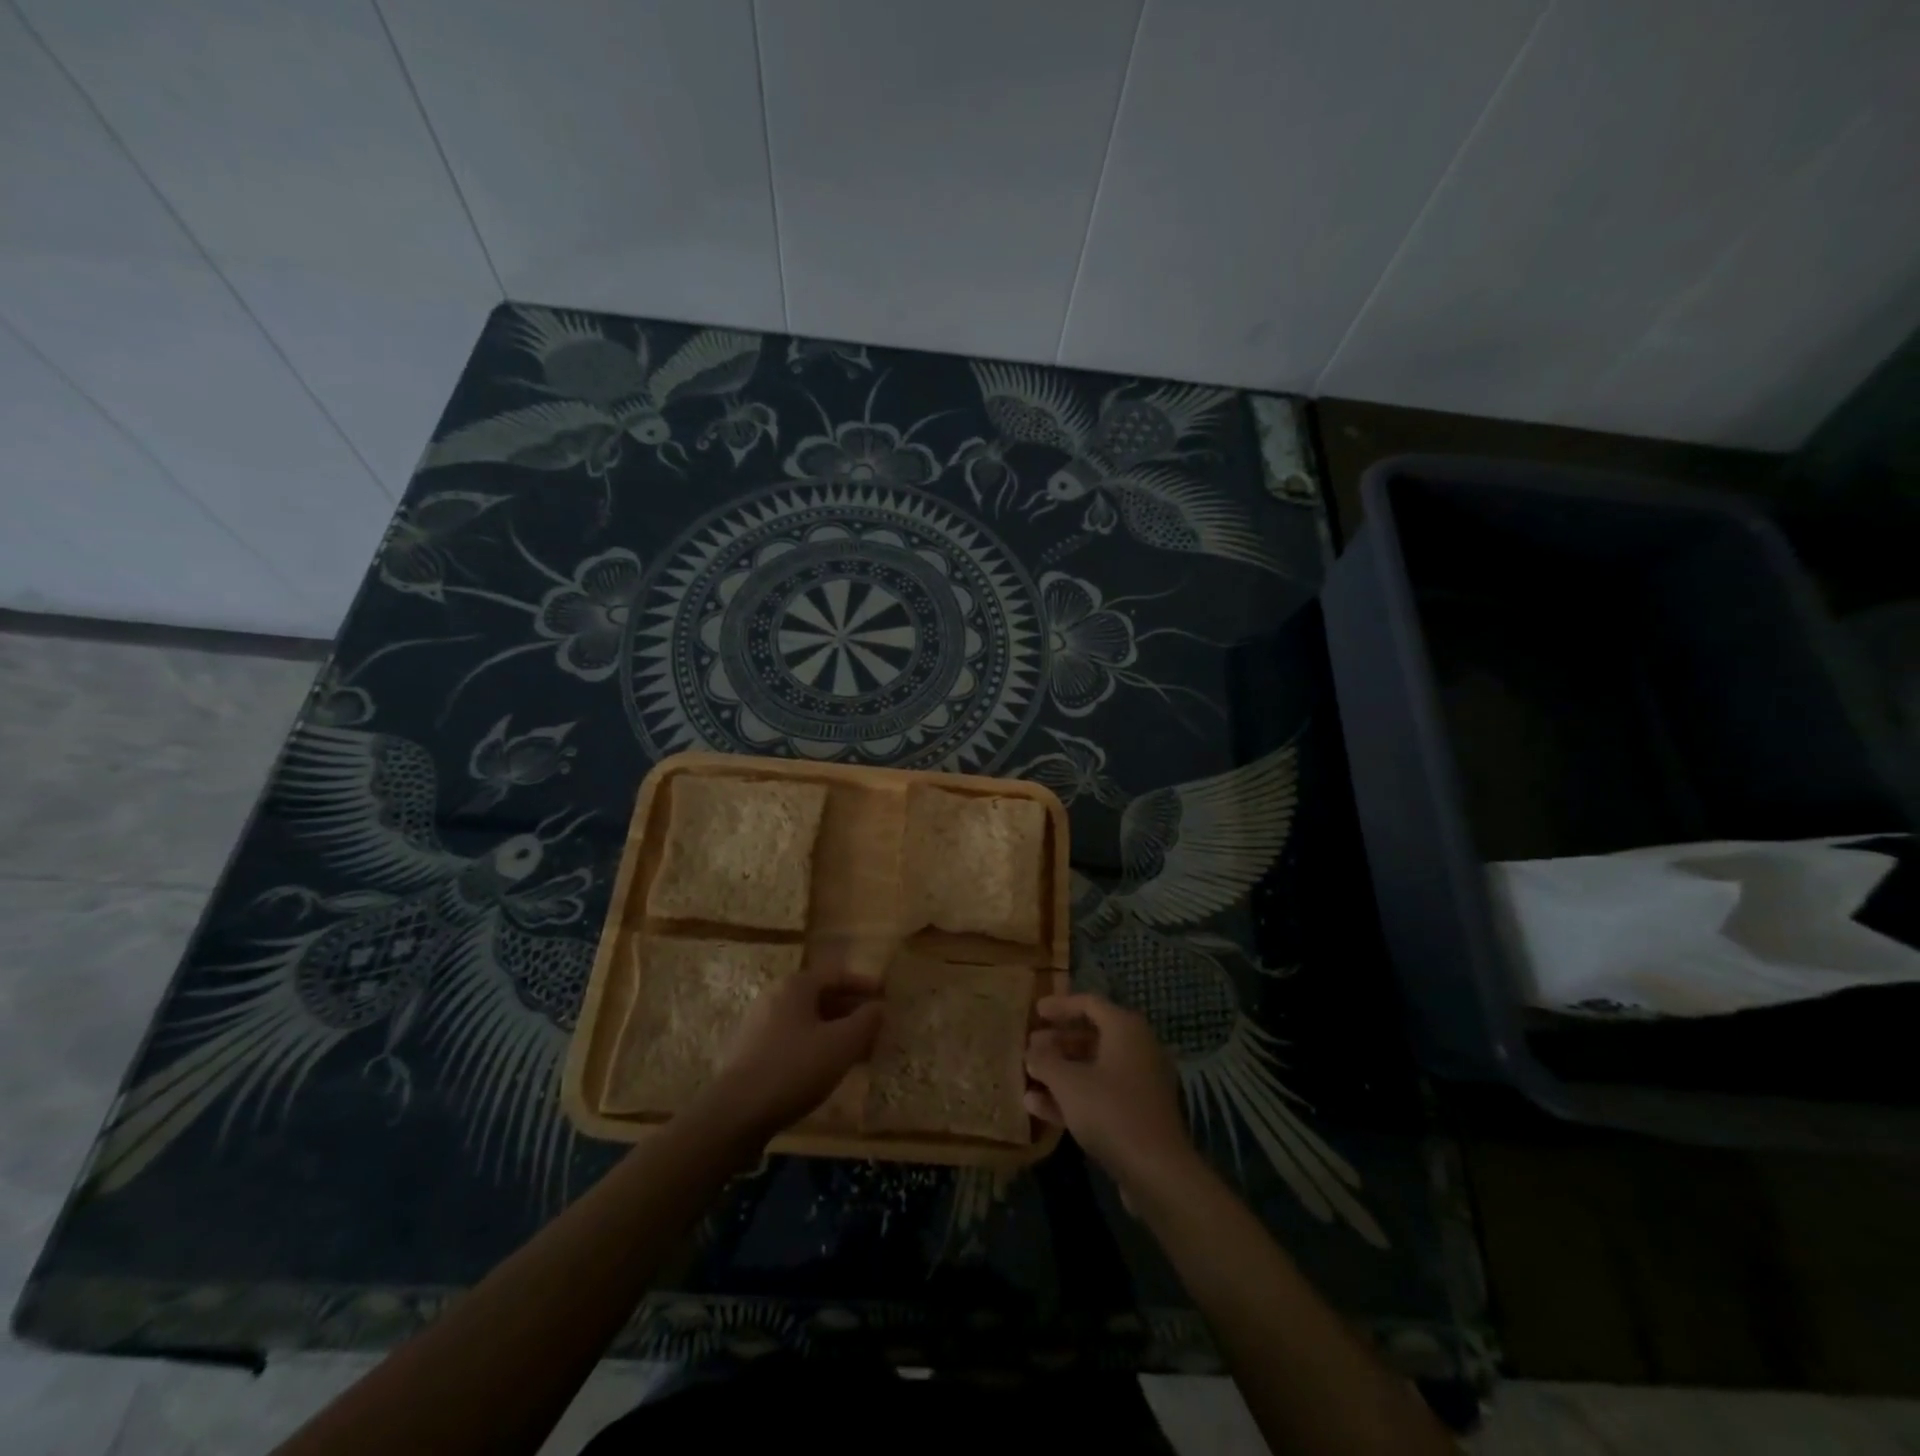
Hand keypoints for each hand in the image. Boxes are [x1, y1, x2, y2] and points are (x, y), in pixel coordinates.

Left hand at [699, 957, 881, 1142]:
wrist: (735, 1114)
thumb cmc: (794, 1069)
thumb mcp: (842, 1044)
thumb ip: (866, 1021)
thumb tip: (879, 1007)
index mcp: (795, 985)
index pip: (837, 975)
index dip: (865, 985)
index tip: (886, 996)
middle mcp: (775, 996)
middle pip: (821, 997)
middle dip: (851, 1011)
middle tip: (875, 1028)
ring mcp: (759, 1024)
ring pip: (807, 1020)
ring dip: (835, 1031)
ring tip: (857, 1052)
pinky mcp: (750, 1052)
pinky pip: (792, 1039)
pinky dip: (815, 1046)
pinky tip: (827, 1070)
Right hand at [1025, 993, 1194, 1195]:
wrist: (1157, 1171)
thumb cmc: (1111, 1111)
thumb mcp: (1068, 1083)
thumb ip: (1045, 1061)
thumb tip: (1032, 1052)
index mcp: (1126, 1029)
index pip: (1089, 1003)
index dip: (1060, 1006)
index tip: (1036, 1011)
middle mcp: (1137, 1048)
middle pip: (1091, 1035)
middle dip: (1057, 1042)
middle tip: (1030, 1047)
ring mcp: (1139, 1083)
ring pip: (1094, 1067)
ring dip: (1061, 1071)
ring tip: (1029, 1076)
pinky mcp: (1137, 1113)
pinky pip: (1100, 1093)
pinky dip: (1073, 1095)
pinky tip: (1038, 1107)